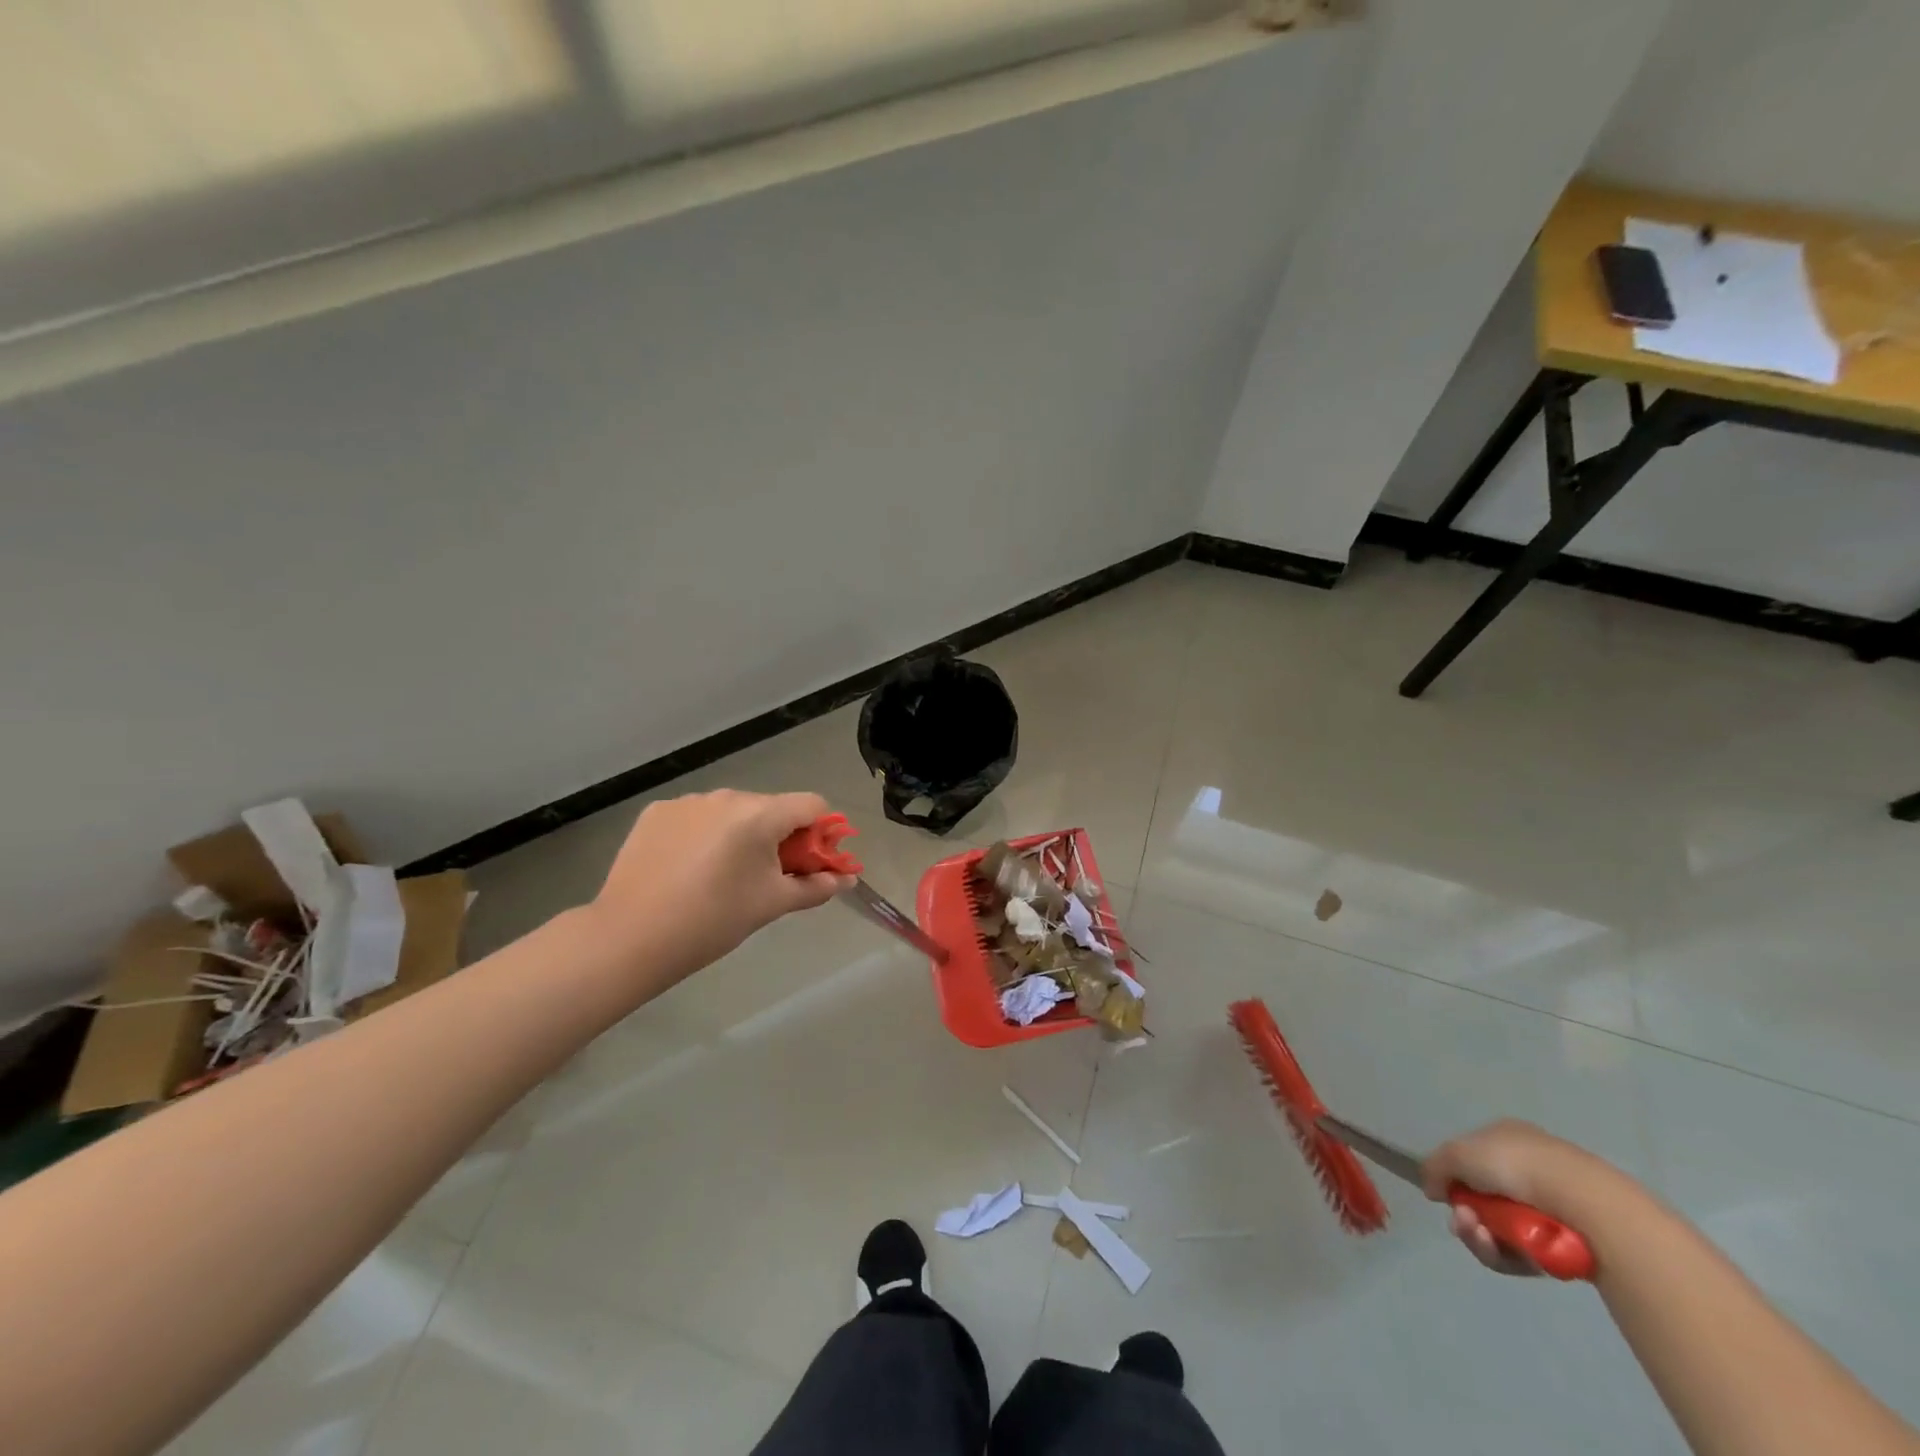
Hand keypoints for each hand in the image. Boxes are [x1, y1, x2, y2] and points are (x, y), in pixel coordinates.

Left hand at [588, 791, 855, 986]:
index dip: (822, 832)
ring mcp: (687, 801)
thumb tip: (846, 880)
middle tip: (767, 878)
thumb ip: (815, 886)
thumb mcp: (771, 904)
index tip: (812, 863)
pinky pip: (697, 817)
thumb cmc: (712, 922)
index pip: (812, 804)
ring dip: (741, 835)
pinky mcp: (656, 812)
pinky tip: (688, 868)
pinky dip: (705, 835)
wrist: (629, 938)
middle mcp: (726, 796)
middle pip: (771, 808)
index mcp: (759, 815)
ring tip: (721, 877)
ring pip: (733, 812)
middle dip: (780, 837)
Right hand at [1423, 1119, 1623, 1276]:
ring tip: (1481, 1237)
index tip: (1445, 1194)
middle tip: (1464, 1222)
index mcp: (1506, 1137)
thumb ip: (1434, 1167)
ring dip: (1480, 1235)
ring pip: (1499, 1228)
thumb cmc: (1514, 1165)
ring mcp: (1549, 1207)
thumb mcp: (1457, 1153)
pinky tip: (1500, 1250)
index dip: (1453, 1177)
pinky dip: (1505, 1254)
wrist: (1583, 1203)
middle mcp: (1528, 1168)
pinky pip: (1523, 1253)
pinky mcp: (1564, 1244)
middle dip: (1466, 1213)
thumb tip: (1433, 1190)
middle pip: (1483, 1198)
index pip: (1471, 1158)